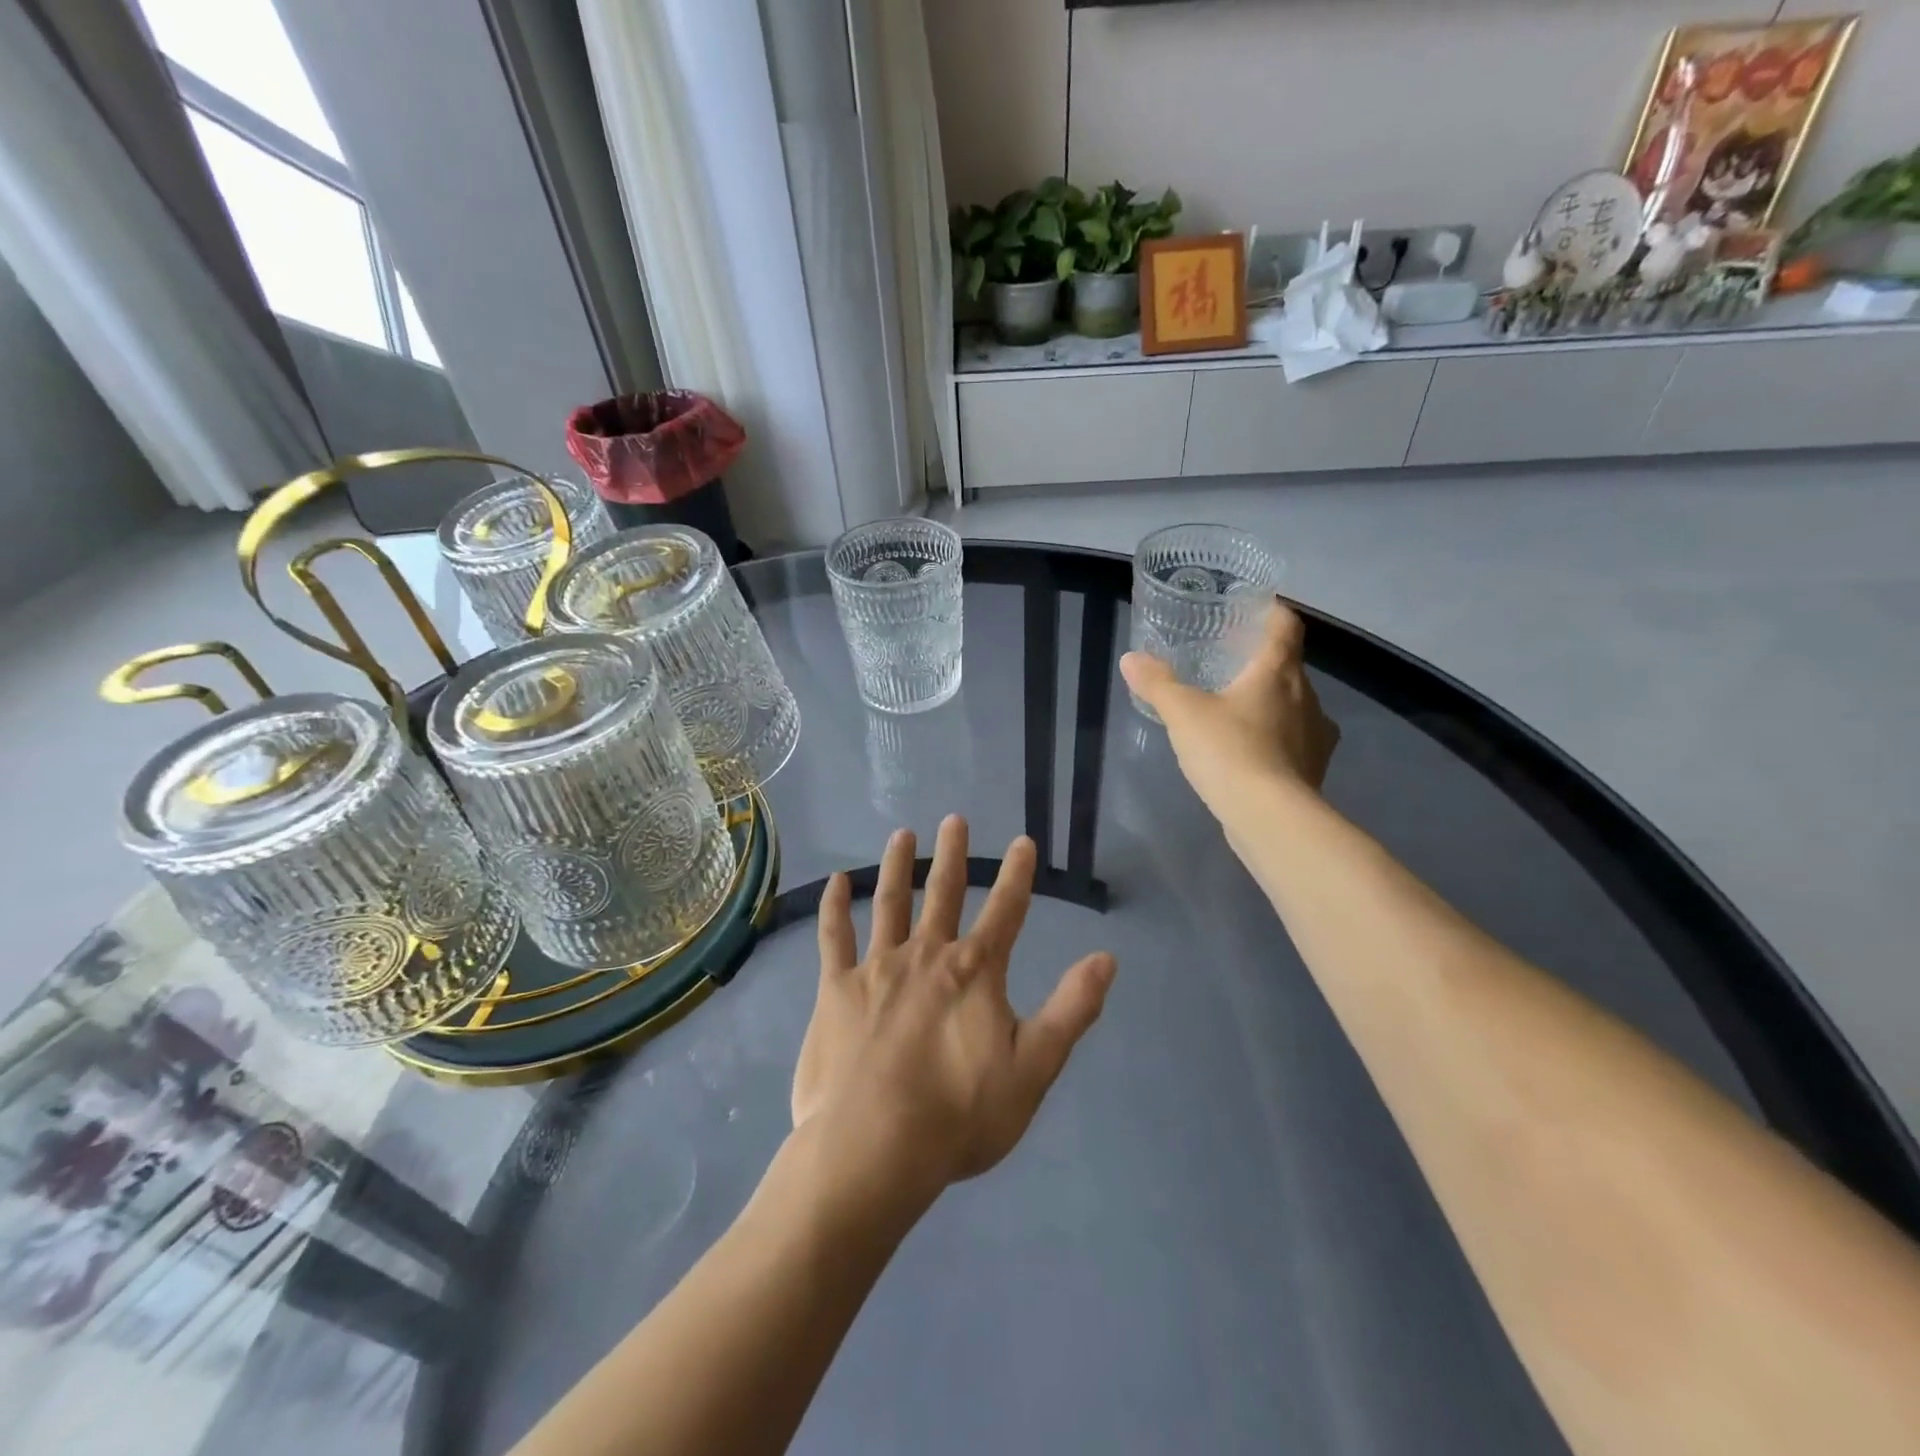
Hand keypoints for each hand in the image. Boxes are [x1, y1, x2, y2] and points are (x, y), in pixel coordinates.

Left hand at [793, 816, 1116, 1206]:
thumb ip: (1071, 1010)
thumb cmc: (960, 1115)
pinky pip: (833, 937)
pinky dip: (834, 907)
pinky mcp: (836, 989)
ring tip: (902, 835)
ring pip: (890, 902)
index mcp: (975, 972)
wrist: (875, 1149)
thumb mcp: (1033, 1068)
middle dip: (952, 855)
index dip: (1017, 875)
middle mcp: (927, 955)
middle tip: (954, 819)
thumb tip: (1106, 958)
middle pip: (944, 893)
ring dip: (898, 866)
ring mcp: (877, 968)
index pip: (1005, 911)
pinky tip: (835, 881)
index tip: (1023, 841)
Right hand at [1119, 599, 1339, 822]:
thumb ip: (1158, 683)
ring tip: (1237, 711)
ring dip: (1271, 704)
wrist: (1270, 817)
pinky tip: (1251, 751)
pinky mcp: (1314, 769)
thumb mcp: (1183, 713)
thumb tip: (1131, 658)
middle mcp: (1307, 697)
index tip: (1255, 611)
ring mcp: (1316, 736)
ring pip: (1295, 707)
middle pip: (1289, 668)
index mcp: (1278, 672)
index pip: (1286, 627)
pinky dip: (1276, 739)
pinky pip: (1295, 742)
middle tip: (1229, 665)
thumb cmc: (1229, 751)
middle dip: (1263, 664)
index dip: (1272, 614)